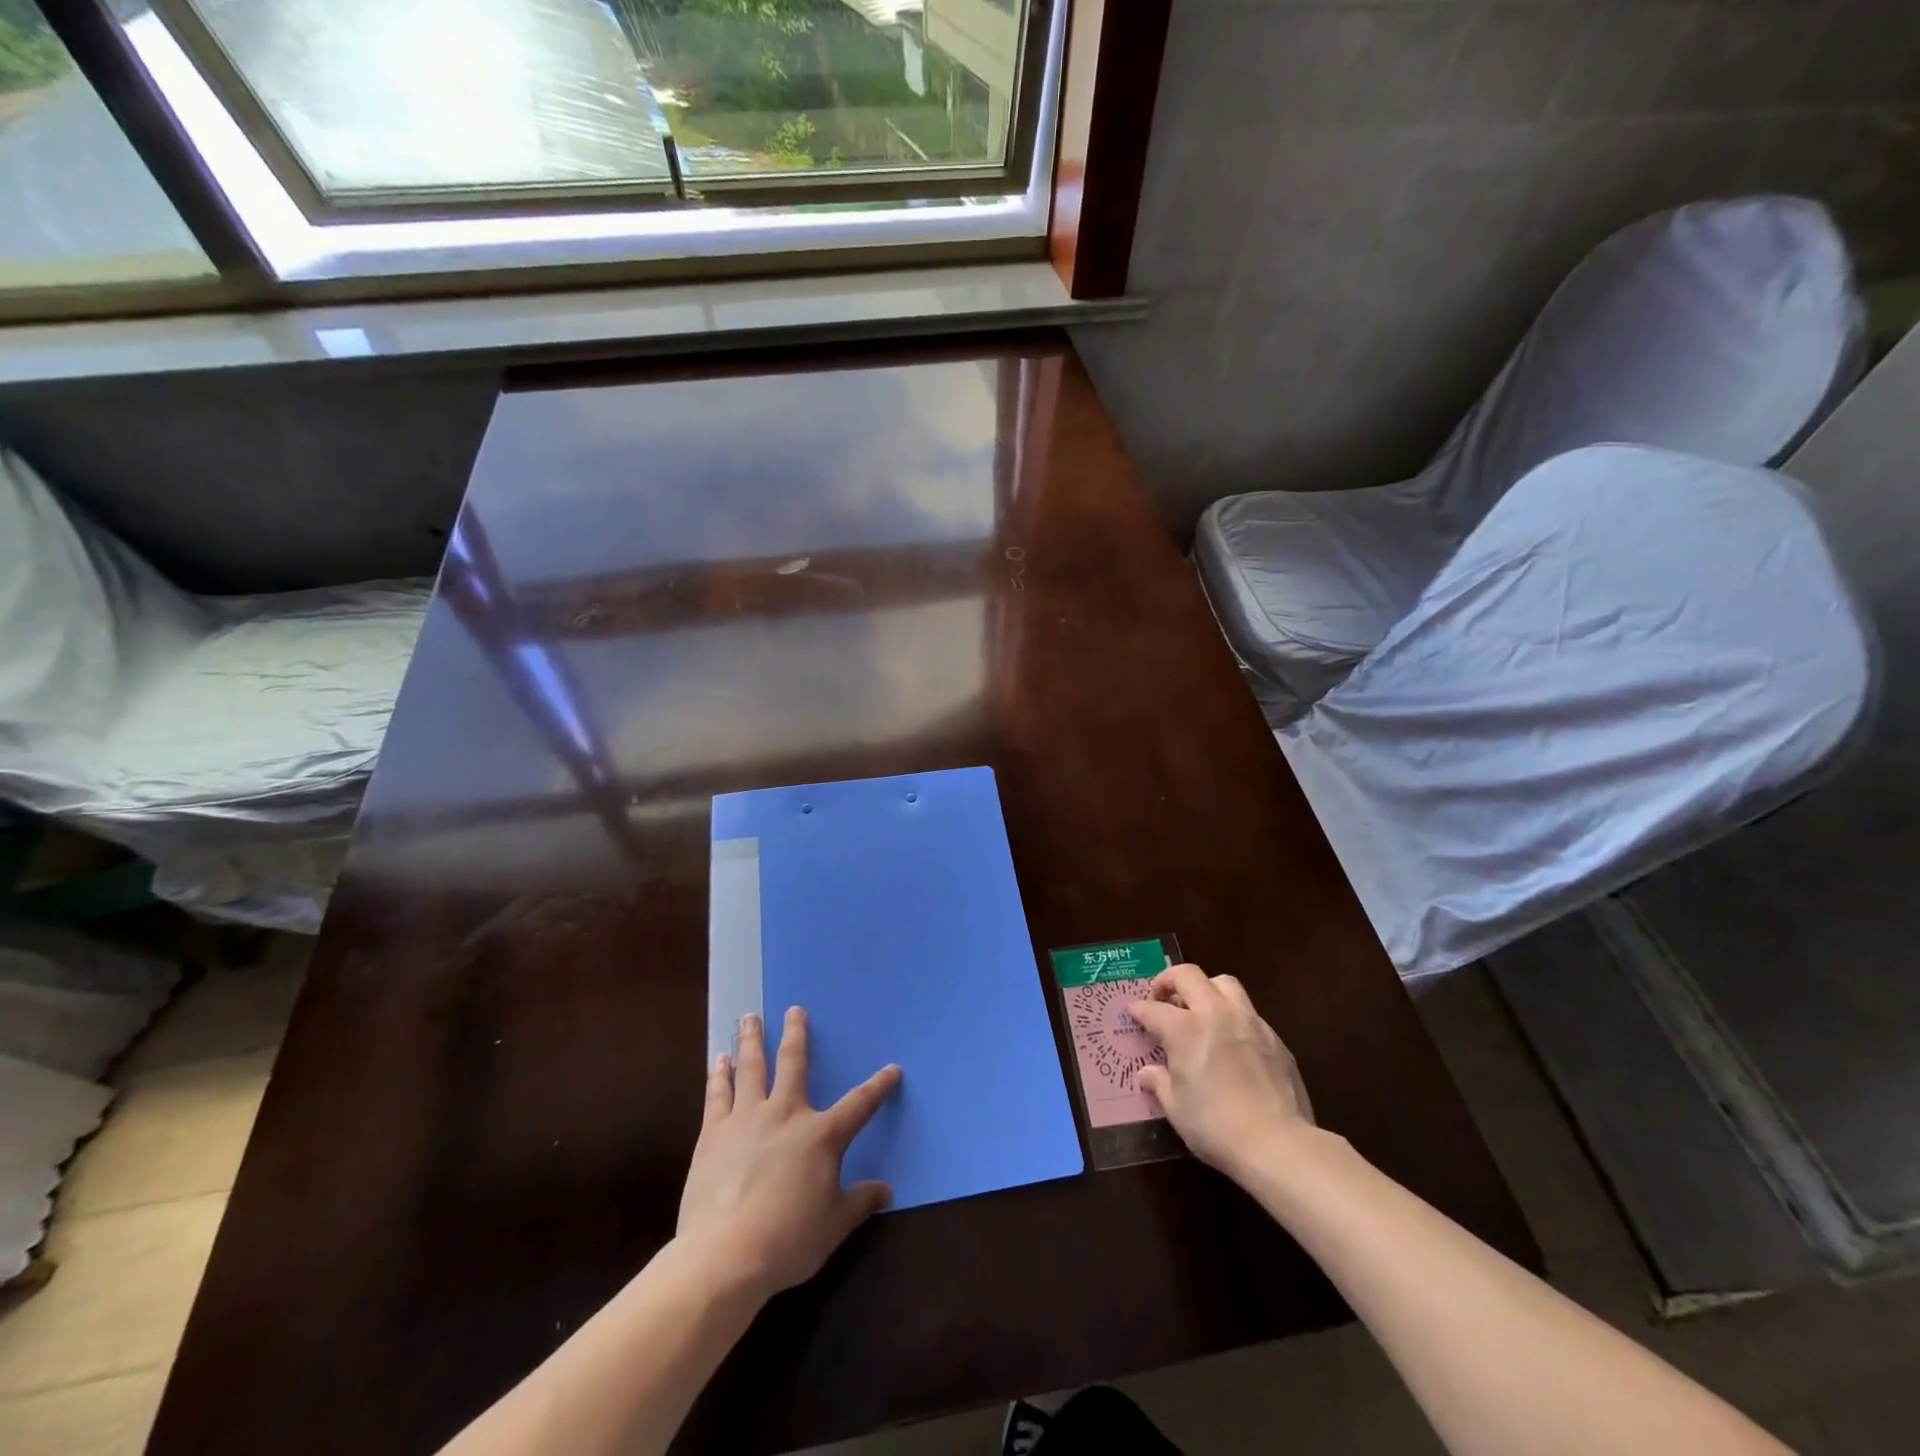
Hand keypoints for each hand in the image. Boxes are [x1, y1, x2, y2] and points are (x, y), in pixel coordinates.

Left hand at [677, 1008, 900, 1302]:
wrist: (725, 1256)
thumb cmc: (788, 1241)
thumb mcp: (834, 1226)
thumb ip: (860, 1202)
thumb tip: (886, 1190)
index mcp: (821, 1136)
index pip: (859, 1104)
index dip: (879, 1086)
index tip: (893, 1069)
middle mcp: (786, 1114)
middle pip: (794, 1063)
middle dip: (797, 1035)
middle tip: (794, 1010)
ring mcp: (747, 1119)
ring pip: (752, 1068)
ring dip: (752, 1041)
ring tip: (749, 1018)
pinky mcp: (713, 1133)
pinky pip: (717, 1094)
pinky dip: (719, 1075)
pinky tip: (719, 1060)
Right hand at [1130, 964, 1314, 1178]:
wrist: (1278, 1143)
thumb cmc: (1215, 1126)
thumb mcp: (1176, 1108)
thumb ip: (1159, 1083)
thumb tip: (1147, 1073)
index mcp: (1184, 1029)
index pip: (1153, 1008)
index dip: (1139, 1009)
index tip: (1133, 1012)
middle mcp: (1215, 1014)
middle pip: (1189, 976)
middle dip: (1170, 980)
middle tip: (1162, 995)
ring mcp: (1249, 1022)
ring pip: (1225, 984)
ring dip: (1207, 988)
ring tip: (1200, 1008)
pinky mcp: (1274, 1038)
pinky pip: (1249, 1013)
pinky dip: (1233, 1016)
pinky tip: (1232, 1040)